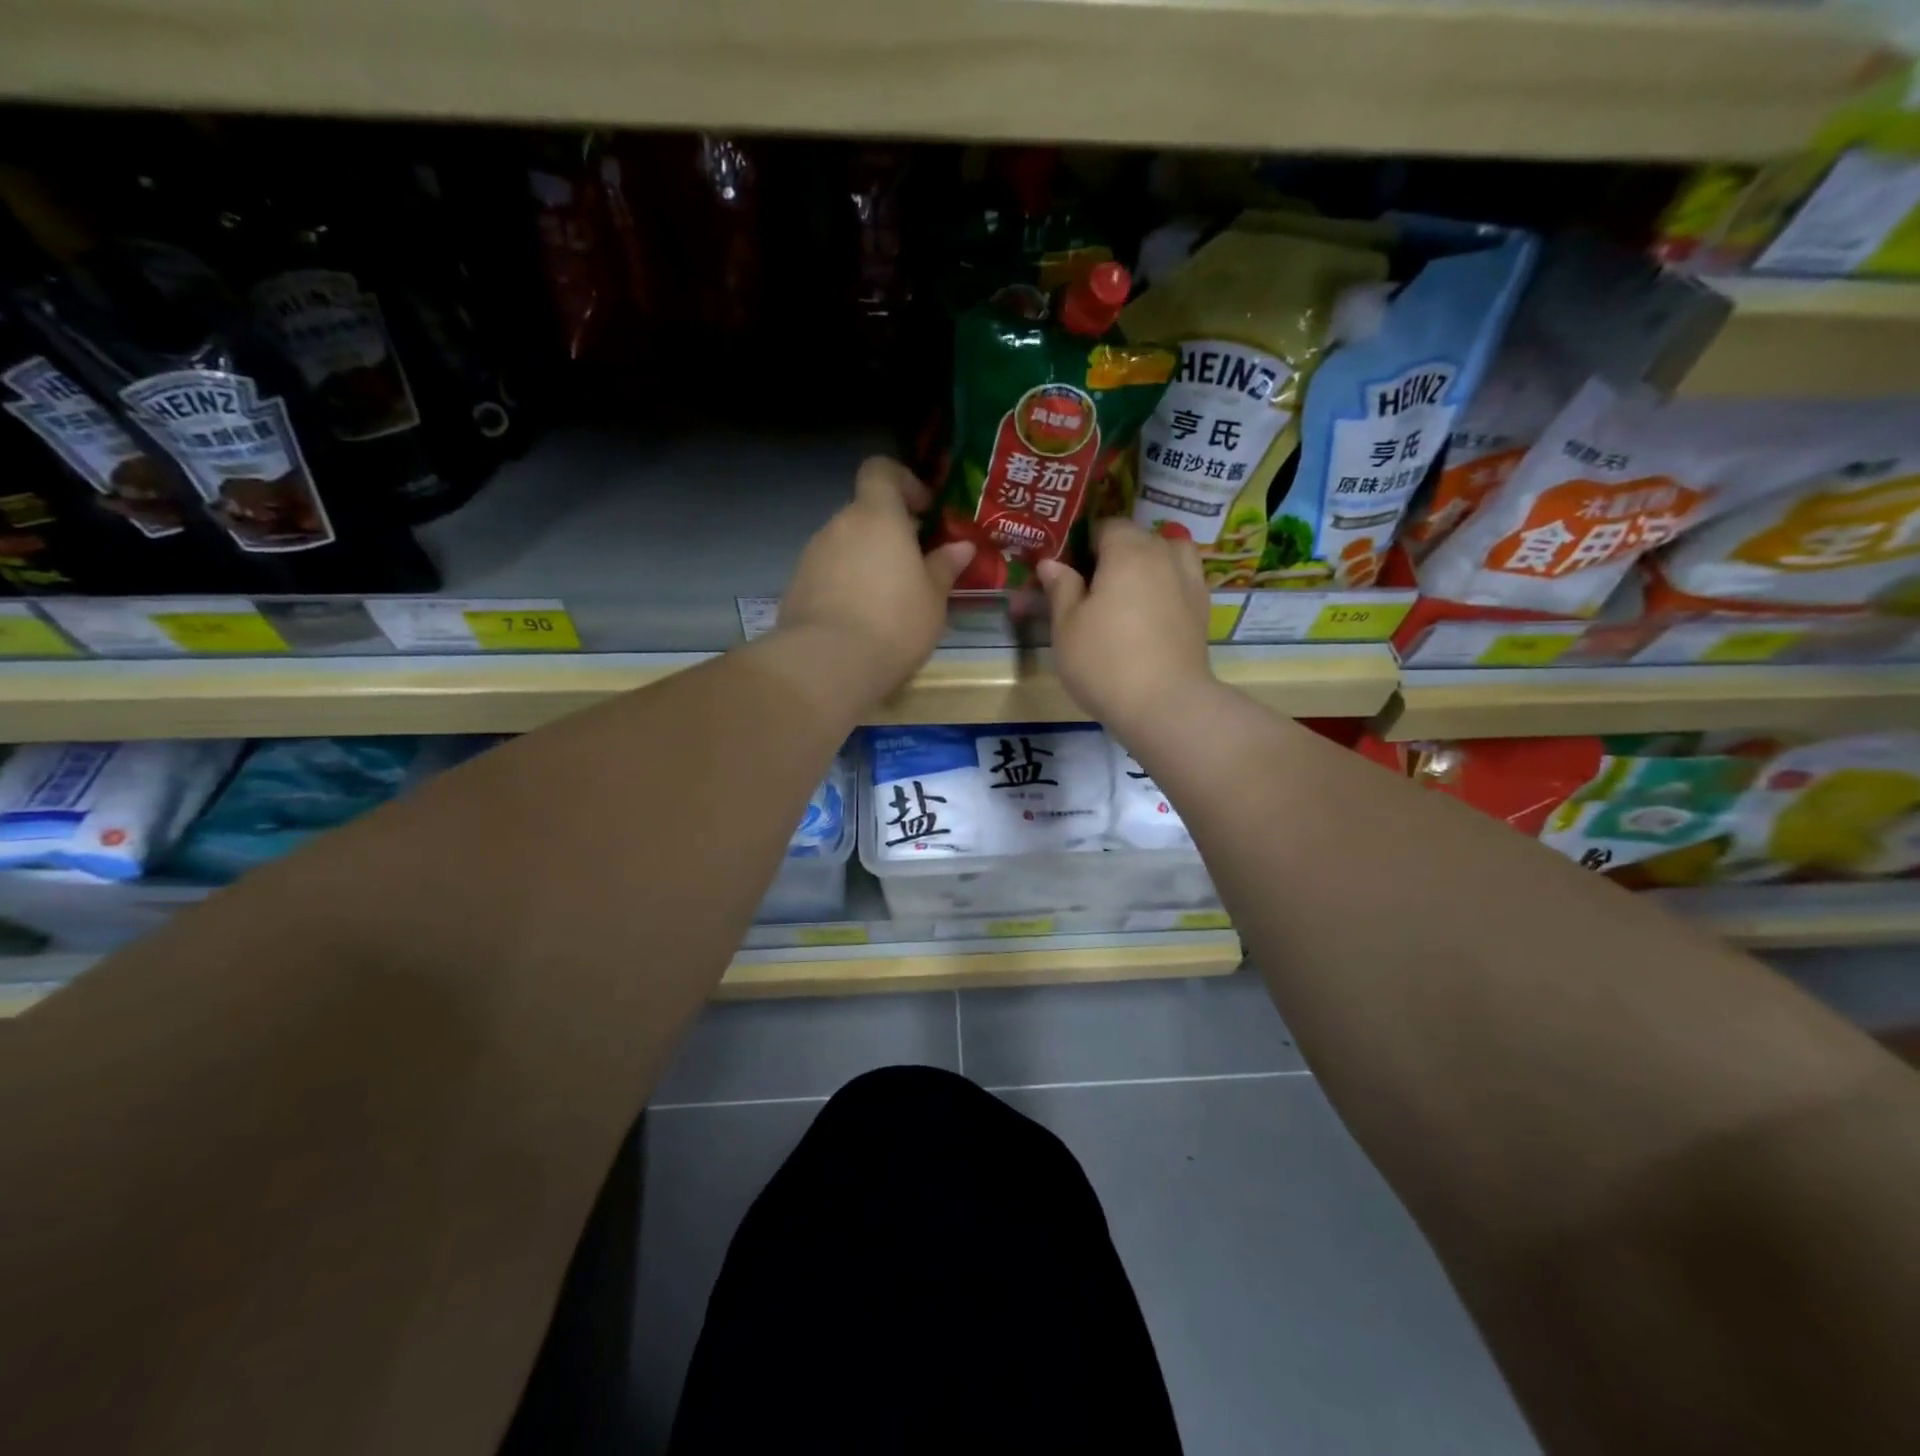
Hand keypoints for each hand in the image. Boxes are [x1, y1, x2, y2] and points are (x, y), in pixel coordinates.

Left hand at [776, 457, 974, 703]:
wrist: (828, 664)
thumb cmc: (894, 623)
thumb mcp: (933, 598)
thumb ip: (945, 566)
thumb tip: (961, 547)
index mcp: (876, 516)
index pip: (880, 471)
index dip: (903, 482)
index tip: (925, 511)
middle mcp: (839, 525)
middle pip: (865, 514)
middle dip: (890, 533)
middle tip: (917, 566)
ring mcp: (812, 555)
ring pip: (846, 546)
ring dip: (868, 562)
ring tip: (890, 600)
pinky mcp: (796, 586)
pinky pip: (829, 574)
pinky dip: (846, 586)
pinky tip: (862, 620)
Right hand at [1036, 519, 1212, 734]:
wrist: (1165, 704)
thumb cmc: (1104, 661)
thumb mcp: (1066, 626)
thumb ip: (1061, 588)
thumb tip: (1051, 563)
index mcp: (1128, 550)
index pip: (1104, 526)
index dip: (1082, 544)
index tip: (1066, 571)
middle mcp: (1164, 555)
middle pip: (1136, 539)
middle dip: (1112, 555)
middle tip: (1088, 590)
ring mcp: (1190, 581)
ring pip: (1166, 556)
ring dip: (1146, 566)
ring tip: (1126, 595)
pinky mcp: (1202, 609)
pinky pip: (1181, 581)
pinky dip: (1166, 587)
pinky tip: (1150, 614)